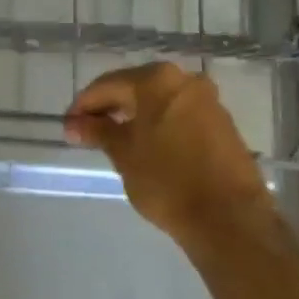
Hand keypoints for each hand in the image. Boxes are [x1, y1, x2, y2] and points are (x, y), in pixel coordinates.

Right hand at [65, 63, 270, 236]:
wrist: (230, 219)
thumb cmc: (167, 180)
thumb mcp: (124, 154)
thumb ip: (98, 132)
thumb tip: (74, 124)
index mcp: (156, 79)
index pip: (108, 85)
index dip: (84, 105)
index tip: (68, 126)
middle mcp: (184, 80)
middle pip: (135, 88)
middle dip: (110, 108)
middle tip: (87, 131)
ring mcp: (208, 101)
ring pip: (159, 102)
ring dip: (134, 116)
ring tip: (114, 140)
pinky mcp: (222, 123)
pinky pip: (178, 115)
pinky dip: (158, 125)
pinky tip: (146, 146)